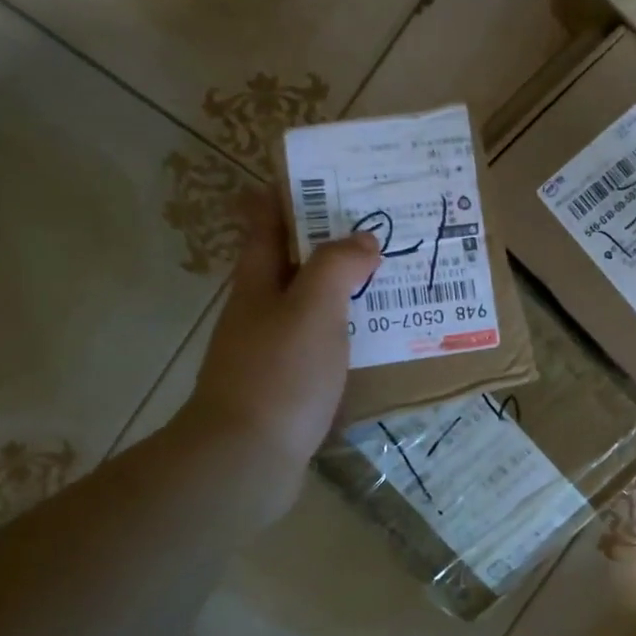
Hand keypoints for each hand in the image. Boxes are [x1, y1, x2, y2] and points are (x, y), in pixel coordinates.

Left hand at [182, 192, 378, 479]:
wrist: (246, 458)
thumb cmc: (279, 373)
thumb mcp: (312, 308)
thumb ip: (338, 267)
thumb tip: (362, 240)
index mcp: (258, 284)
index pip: (266, 225)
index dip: (285, 197)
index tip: (319, 177)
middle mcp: (259, 312)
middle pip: (291, 266)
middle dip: (327, 244)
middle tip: (377, 230)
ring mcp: (270, 352)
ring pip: (309, 308)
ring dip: (342, 293)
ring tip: (389, 283)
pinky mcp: (286, 388)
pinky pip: (321, 348)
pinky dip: (345, 336)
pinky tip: (376, 342)